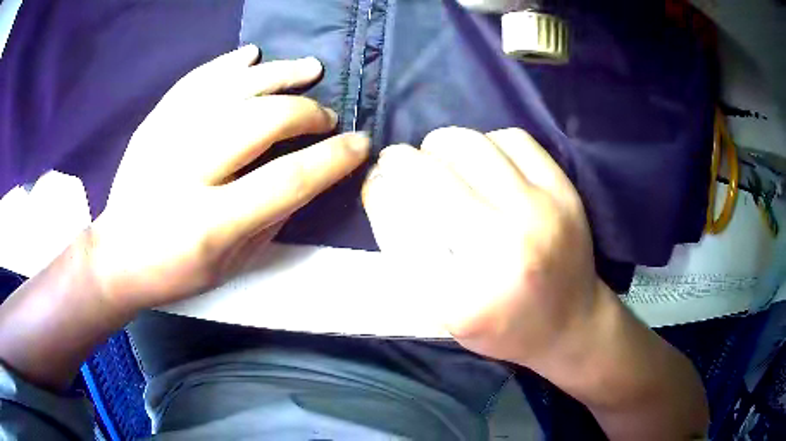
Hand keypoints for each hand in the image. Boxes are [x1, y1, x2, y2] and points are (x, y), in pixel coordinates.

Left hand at [90, 45, 369, 313]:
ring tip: (310, 69)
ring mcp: (165, 139)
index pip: (288, 179)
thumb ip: (274, 217)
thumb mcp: (233, 263)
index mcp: (211, 224)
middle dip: (306, 112)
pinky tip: (253, 55)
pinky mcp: (153, 122)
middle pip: (262, 121)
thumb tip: (310, 171)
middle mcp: (186, 172)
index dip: (332, 158)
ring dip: (279, 74)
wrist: (117, 256)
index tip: (360, 143)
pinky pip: (196, 80)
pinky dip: (228, 63)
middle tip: (326, 117)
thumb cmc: (176, 272)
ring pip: (232, 88)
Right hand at [362, 127, 598, 364]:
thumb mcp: (445, 315)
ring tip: (439, 157)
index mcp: (465, 296)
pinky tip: (484, 159)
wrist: (573, 323)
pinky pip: (513, 139)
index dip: (378, 192)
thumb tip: (385, 189)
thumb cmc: (504, 327)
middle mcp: (505, 247)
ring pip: (470, 145)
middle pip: (431, 175)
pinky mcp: (564, 191)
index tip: (375, 182)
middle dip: (400, 160)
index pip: (398, 222)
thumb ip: (409, 258)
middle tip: (398, 161)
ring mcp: (542, 212)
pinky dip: (487, 141)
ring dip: (441, 144)